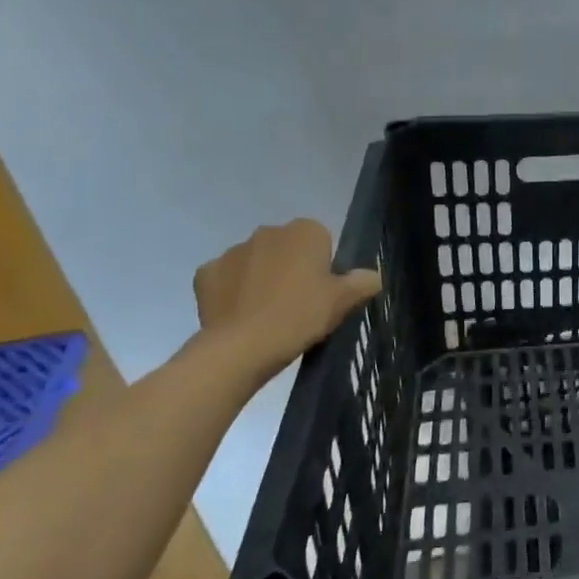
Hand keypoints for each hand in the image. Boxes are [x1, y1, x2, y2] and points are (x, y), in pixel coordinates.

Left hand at [193, 219, 381, 381]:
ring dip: (260, 277)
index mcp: (304, 231)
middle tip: (297, 303)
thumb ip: (362, 283)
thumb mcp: (342, 302)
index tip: (321, 291)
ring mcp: (232, 251)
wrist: (242, 347)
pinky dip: (231, 290)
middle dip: (290, 266)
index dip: (322, 265)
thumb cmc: (300, 316)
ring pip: (254, 260)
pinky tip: (239, 314)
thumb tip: (373, 276)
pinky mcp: (205, 274)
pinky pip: (225, 277)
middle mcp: (268, 231)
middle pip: (286, 247)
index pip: (321, 239)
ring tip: (266, 313)